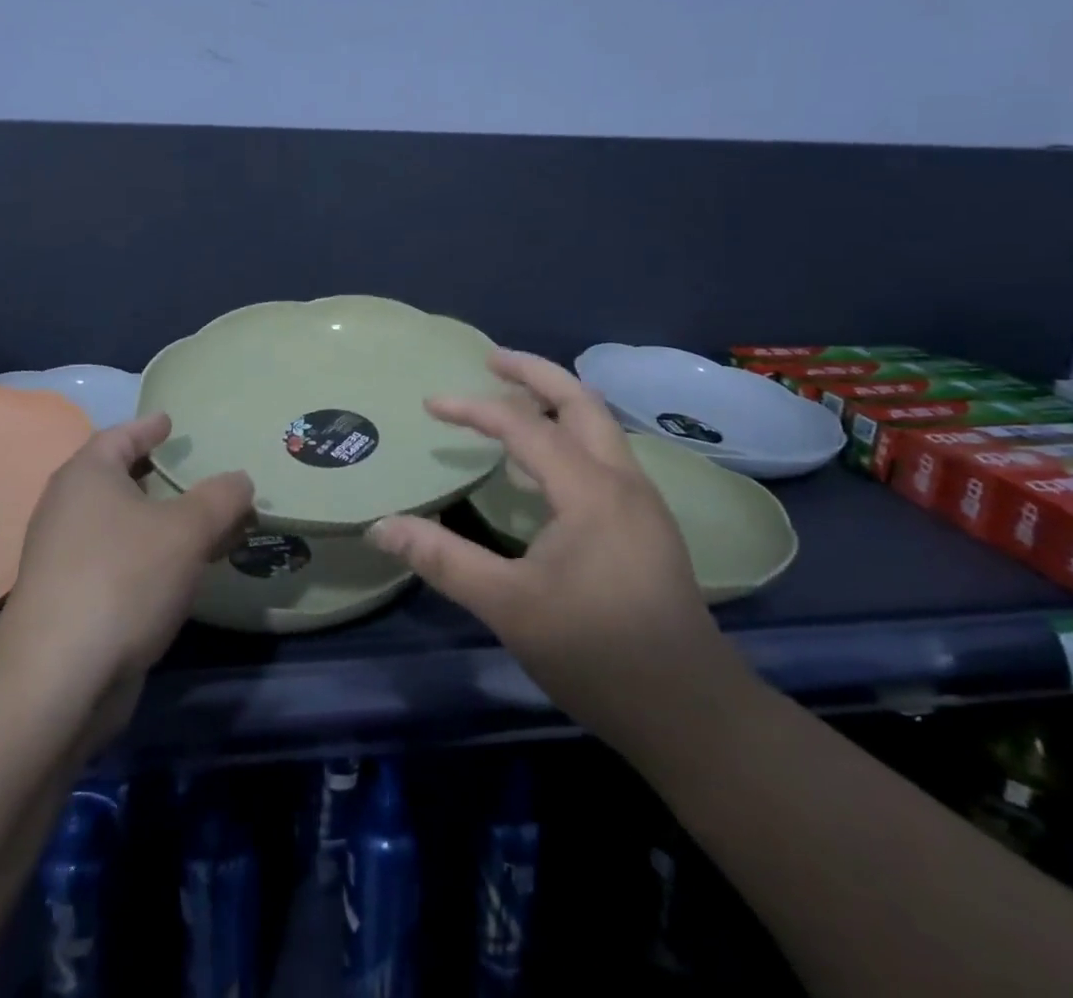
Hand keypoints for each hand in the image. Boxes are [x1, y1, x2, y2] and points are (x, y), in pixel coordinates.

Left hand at [0, 414, 254, 697]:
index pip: (119, 435)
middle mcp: (68, 509)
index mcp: (86, 476)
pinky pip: (118, 560)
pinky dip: (149, 556)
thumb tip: (240, 479)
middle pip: (117, 479)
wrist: (58, 678)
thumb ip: (220, 498)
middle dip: (157, 475)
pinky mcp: (70, 599)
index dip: (148, 426)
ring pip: (120, 524)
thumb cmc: (123, 579)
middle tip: (192, 471)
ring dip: (158, 521)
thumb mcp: (187, 530)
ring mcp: (63, 557)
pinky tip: (179, 571)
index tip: (170, 421)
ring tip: (199, 522)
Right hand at [367, 350, 742, 745]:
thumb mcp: (508, 607)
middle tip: (490, 359)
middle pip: (580, 400)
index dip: (473, 409)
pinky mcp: (646, 525)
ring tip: (510, 400)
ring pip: (598, 426)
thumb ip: (442, 559)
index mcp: (591, 490)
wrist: (692, 713)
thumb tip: (381, 526)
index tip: (430, 405)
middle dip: (533, 373)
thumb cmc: (597, 653)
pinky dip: (567, 438)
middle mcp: (622, 480)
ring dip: (555, 402)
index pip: (524, 426)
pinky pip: (602, 457)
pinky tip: (539, 468)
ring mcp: (641, 502)